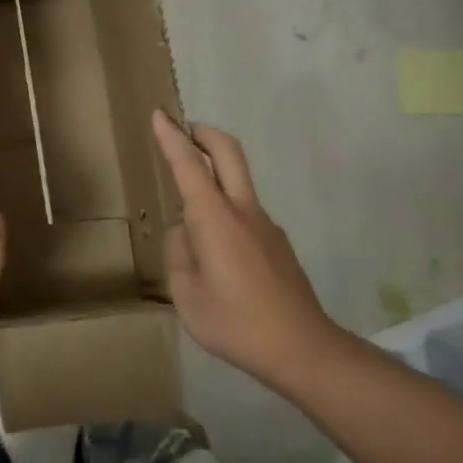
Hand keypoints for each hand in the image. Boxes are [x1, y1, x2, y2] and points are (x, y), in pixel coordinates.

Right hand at [152, 110, 338, 388]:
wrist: (301, 348)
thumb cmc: (236, 322)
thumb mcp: (187, 293)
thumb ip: (180, 253)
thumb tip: (187, 232)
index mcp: (215, 218)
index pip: (189, 165)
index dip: (172, 137)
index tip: (160, 115)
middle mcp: (243, 210)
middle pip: (228, 152)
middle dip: (203, 132)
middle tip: (183, 129)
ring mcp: (265, 225)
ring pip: (238, 181)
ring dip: (215, 171)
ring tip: (189, 210)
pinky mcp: (277, 243)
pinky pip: (245, 212)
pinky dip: (225, 208)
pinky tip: (216, 252)